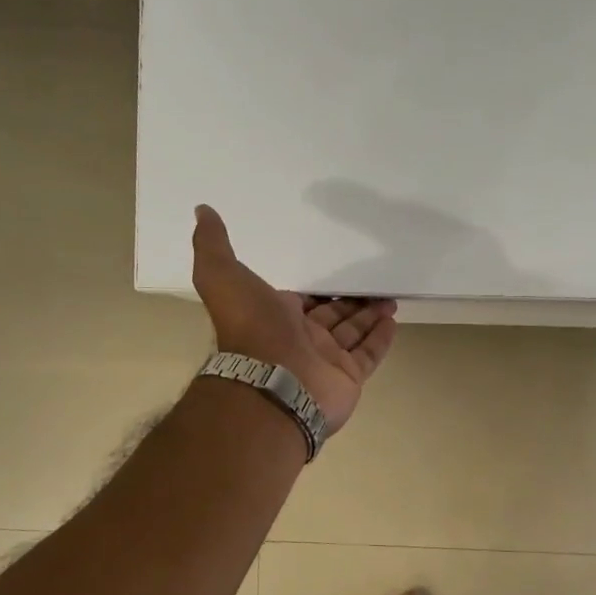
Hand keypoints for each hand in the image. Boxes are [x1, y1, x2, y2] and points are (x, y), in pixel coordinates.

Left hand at [190, 205, 397, 434]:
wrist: (272, 383)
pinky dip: (380, 338)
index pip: (303, 300)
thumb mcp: (221, 276)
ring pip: (353, 333)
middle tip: (374, 281)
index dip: (319, 289)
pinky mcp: (348, 377)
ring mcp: (326, 361)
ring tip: (390, 296)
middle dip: (351, 300)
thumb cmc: (251, 328)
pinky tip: (393, 320)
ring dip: (370, 315)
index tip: (339, 271)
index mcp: (275, 317)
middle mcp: (301, 339)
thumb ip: (213, 245)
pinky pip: (368, 354)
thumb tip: (203, 211)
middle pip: (332, 316)